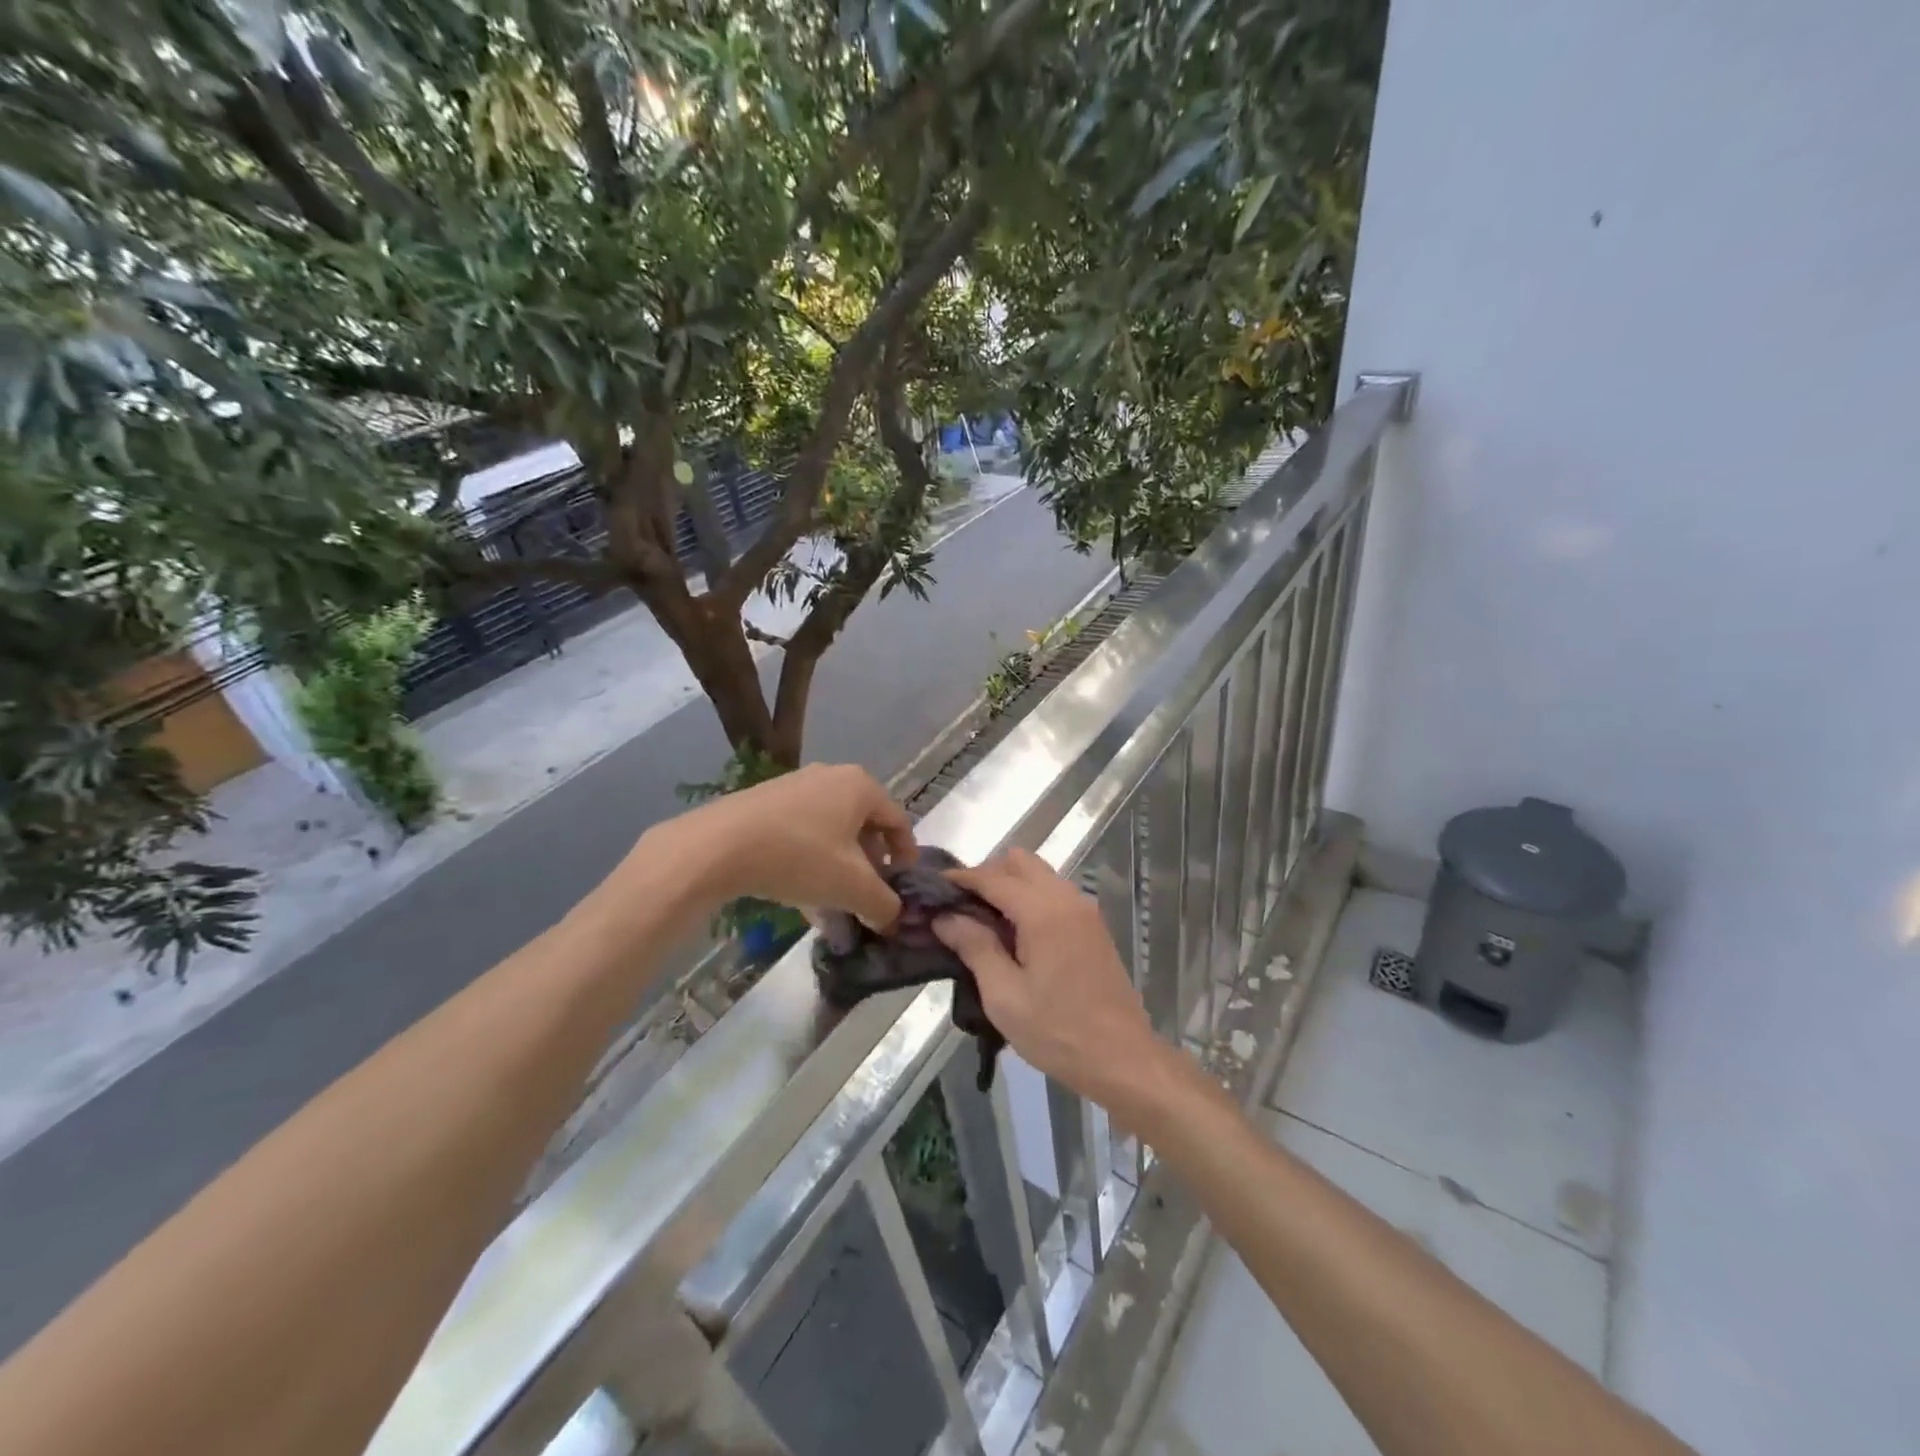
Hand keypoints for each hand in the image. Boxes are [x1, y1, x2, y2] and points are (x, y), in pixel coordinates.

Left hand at [643, 763, 916, 929]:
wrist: (717, 846)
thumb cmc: (799, 857)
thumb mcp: (852, 887)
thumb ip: (883, 904)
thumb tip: (894, 918)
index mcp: (861, 786)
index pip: (899, 821)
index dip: (906, 857)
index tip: (902, 888)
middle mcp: (831, 776)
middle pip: (864, 826)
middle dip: (869, 865)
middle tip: (867, 897)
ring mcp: (795, 786)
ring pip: (831, 832)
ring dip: (839, 867)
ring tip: (833, 904)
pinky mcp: (765, 801)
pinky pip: (802, 832)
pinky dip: (810, 861)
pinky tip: (800, 894)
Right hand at [931, 848, 1171, 1120]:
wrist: (1123, 1059)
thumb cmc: (1058, 1031)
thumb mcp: (1004, 996)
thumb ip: (974, 947)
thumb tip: (945, 917)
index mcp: (1043, 912)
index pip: (994, 877)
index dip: (961, 878)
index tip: (933, 888)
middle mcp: (1067, 899)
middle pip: (1021, 862)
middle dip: (987, 875)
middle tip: (960, 907)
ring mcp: (1085, 911)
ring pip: (1040, 875)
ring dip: (1010, 885)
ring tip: (982, 921)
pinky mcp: (1093, 927)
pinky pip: (1054, 893)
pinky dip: (1029, 898)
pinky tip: (1014, 933)